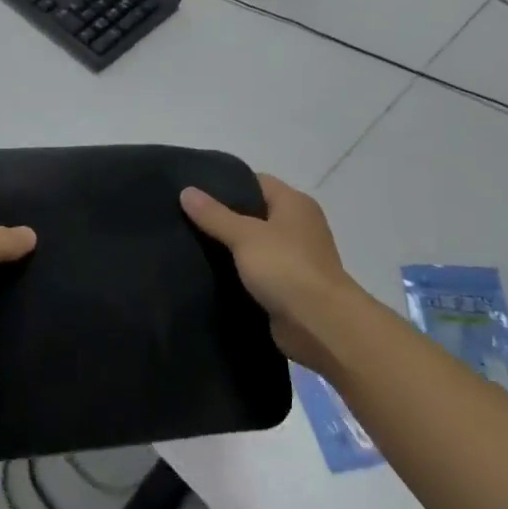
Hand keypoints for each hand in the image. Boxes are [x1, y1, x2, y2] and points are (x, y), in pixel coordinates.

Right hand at [181, 175, 359, 378]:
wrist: (321, 326)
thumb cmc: (286, 267)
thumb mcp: (245, 235)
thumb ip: (214, 214)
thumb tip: (186, 191)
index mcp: (294, 204)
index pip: (256, 182)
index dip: (226, 184)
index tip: (195, 190)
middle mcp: (298, 226)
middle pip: (254, 213)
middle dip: (223, 218)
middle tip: (186, 218)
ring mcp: (295, 259)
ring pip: (254, 246)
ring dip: (230, 249)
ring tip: (190, 245)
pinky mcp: (289, 288)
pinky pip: (258, 274)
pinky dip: (239, 274)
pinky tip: (210, 275)